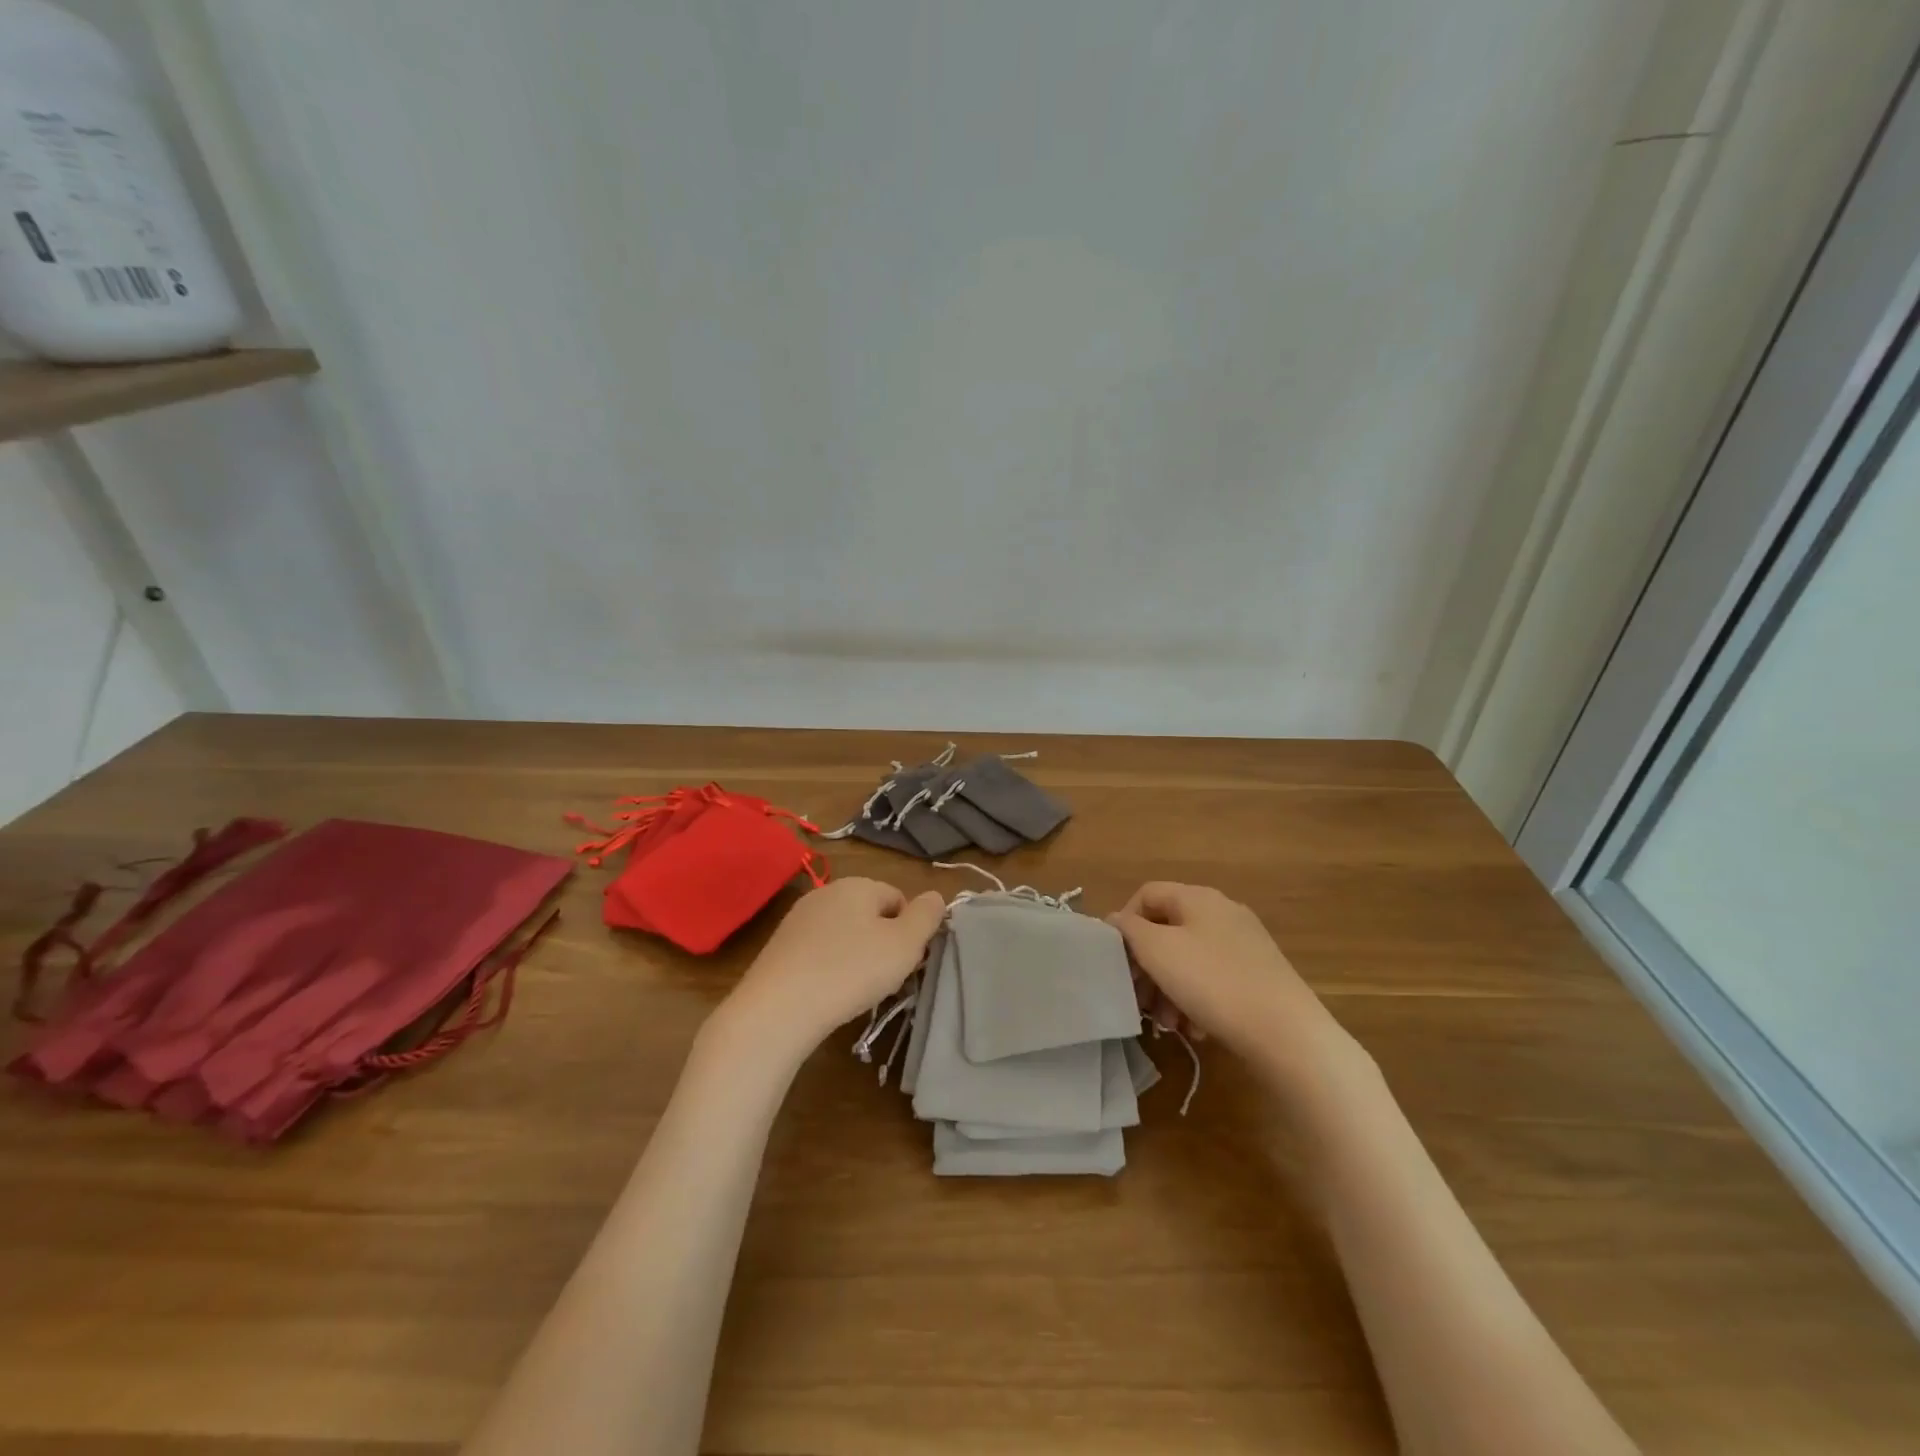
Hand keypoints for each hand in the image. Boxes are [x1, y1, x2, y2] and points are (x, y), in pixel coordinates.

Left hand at [726, 878, 945, 1053]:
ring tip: (856, 989)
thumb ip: (927, 916)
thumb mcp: (904, 945)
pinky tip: (828, 992)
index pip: (898, 898)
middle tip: (885, 977)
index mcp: (858, 884)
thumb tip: (936, 896)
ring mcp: (798, 918)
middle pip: (870, 914)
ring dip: (856, 955)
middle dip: (883, 942)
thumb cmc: (851, 971)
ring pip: (844, 932)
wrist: (778, 1008)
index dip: (909, 931)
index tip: (906, 962)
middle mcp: (827, 892)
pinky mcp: (780, 945)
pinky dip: (829, 967)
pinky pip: (819, 950)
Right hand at [1110, 883, 1357, 1084]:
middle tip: (1139, 1000)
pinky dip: (1197, 1000)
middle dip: (1146, 966)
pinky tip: (1196, 1029)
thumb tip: (1116, 920)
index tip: (1118, 961)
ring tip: (1168, 1024)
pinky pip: (1213, 979)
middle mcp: (1222, 912)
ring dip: (1168, 989)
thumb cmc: (1212, 982)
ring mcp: (1244, 944)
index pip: (1146, 894)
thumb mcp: (1157, 951)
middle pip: (1167, 930)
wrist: (1287, 1033)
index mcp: (1197, 897)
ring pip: (1188, 959)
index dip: (1124, 923)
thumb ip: (1129, 930)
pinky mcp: (1258, 975)